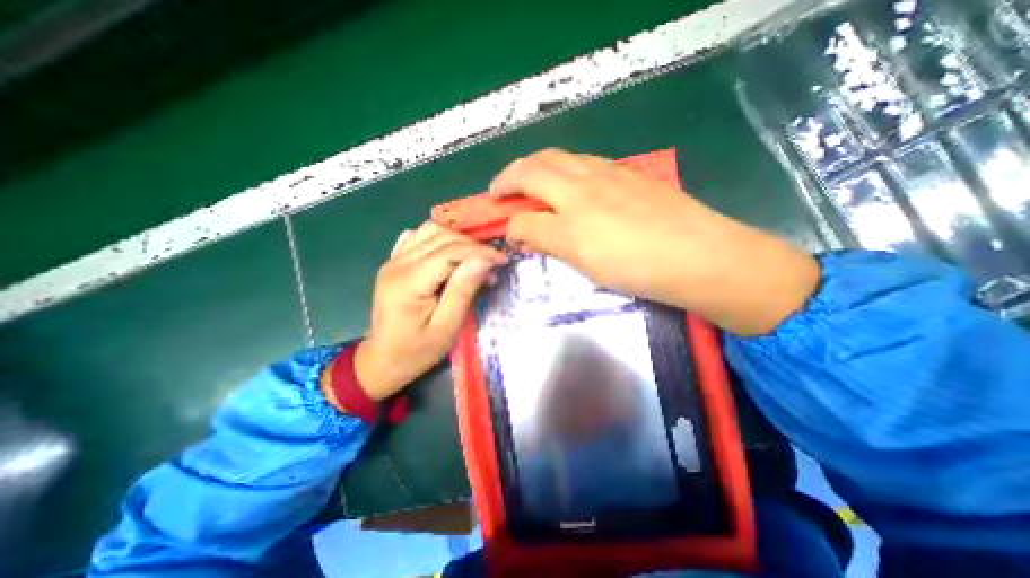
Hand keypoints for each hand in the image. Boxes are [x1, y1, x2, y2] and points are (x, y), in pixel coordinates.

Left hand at [353, 220, 506, 402]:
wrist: (382, 360)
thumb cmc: (416, 351)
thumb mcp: (445, 328)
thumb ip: (462, 292)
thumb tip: (482, 261)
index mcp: (409, 283)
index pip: (449, 252)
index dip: (479, 252)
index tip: (502, 260)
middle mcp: (398, 264)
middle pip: (441, 237)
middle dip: (472, 246)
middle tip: (492, 265)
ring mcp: (393, 260)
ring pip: (430, 231)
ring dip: (457, 240)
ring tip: (474, 259)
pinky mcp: (394, 262)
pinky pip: (418, 237)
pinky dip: (439, 239)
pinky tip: (449, 254)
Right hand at [490, 148, 820, 336]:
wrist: (699, 255)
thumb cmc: (640, 269)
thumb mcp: (587, 265)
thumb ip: (551, 244)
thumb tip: (526, 236)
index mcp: (570, 219)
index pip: (523, 218)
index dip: (509, 226)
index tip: (508, 234)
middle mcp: (582, 188)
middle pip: (532, 168)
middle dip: (507, 177)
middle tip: (498, 190)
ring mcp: (606, 174)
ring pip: (557, 156)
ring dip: (533, 166)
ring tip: (527, 180)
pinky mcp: (626, 172)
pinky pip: (583, 161)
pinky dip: (563, 167)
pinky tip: (568, 181)